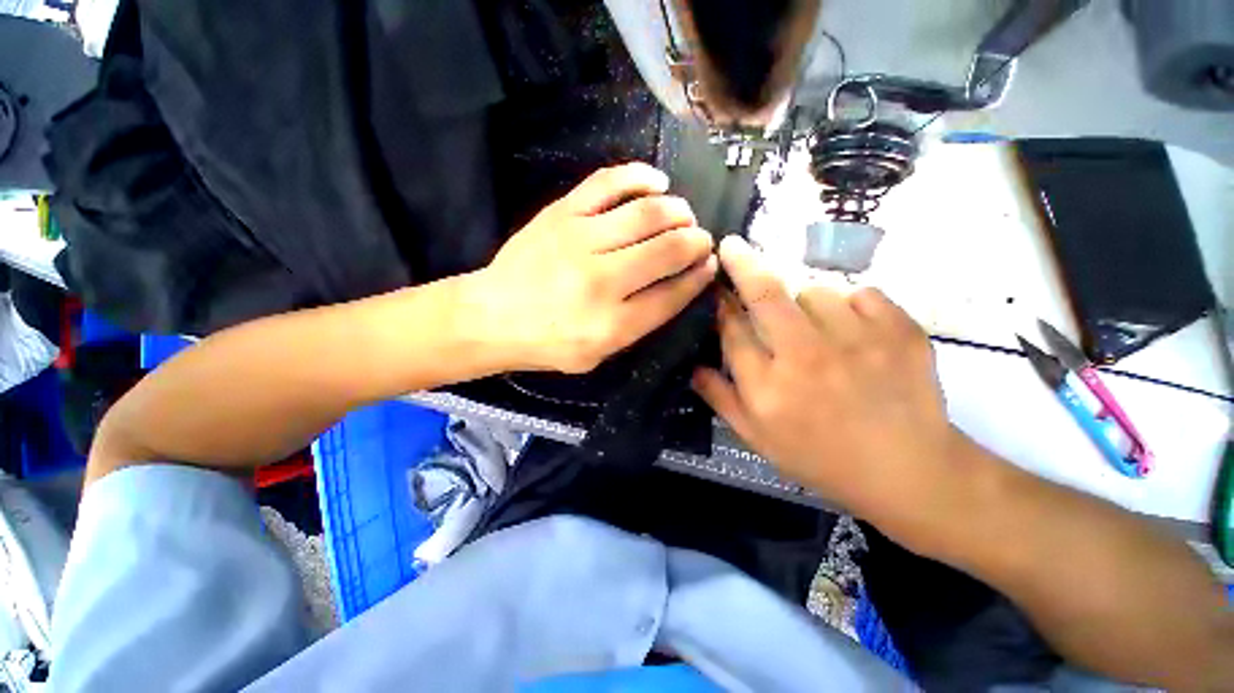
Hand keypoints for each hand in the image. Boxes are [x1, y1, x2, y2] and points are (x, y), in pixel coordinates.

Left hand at [469, 163, 717, 373]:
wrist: (492, 316)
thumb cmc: (548, 344)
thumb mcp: (598, 354)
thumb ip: (639, 324)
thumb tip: (678, 285)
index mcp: (613, 324)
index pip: (673, 294)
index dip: (699, 277)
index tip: (710, 266)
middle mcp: (602, 281)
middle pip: (667, 250)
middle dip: (696, 242)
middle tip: (701, 240)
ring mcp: (580, 240)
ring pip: (647, 214)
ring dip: (678, 212)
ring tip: (684, 216)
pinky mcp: (561, 213)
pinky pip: (608, 182)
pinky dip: (640, 177)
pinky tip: (658, 182)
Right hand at [692, 236, 968, 527]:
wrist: (907, 471)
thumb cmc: (820, 457)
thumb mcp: (756, 438)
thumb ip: (719, 398)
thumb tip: (691, 364)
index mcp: (767, 387)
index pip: (731, 329)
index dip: (719, 303)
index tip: (713, 285)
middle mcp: (805, 357)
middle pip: (764, 293)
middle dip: (742, 264)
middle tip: (731, 245)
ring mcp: (856, 340)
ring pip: (815, 291)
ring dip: (804, 300)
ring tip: (813, 326)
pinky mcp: (900, 331)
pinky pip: (862, 294)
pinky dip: (852, 304)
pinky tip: (853, 330)